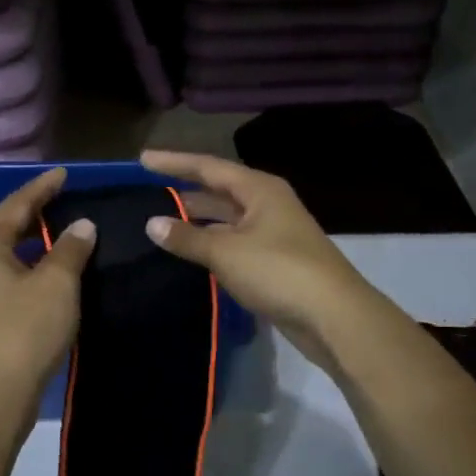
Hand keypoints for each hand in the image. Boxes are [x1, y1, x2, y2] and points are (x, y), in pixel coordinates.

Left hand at [0, 167, 96, 423]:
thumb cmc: (25, 332)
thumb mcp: (57, 285)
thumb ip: (70, 249)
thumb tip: (81, 225)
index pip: (16, 205)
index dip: (42, 188)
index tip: (64, 173)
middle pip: (3, 228)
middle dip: (32, 215)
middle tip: (62, 202)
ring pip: (0, 256)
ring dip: (28, 245)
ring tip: (56, 237)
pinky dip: (22, 269)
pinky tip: (41, 276)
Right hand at [139, 150, 380, 364]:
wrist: (334, 316)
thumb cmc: (279, 271)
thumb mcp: (226, 252)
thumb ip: (186, 238)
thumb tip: (151, 224)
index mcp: (259, 189)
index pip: (208, 167)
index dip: (174, 162)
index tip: (142, 160)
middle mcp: (268, 204)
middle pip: (219, 191)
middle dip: (184, 192)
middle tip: (147, 194)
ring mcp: (274, 233)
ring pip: (227, 220)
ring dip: (197, 222)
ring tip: (161, 224)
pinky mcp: (276, 262)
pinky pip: (235, 244)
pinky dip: (212, 245)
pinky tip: (191, 255)